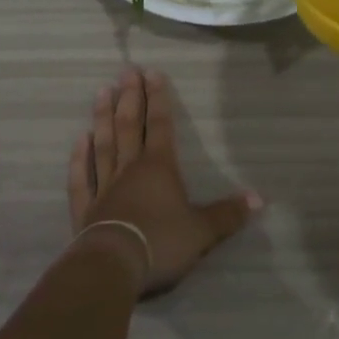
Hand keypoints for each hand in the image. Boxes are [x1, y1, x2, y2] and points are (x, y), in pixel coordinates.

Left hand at [67, 66, 260, 296]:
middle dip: (130, 97)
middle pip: (129, 126)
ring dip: (102, 117)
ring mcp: (105, 187)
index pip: (160, 125)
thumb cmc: (161, 242)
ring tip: (101, 91)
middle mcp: (130, 168)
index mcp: (159, 167)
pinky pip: (82, 178)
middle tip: (127, 71)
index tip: (153, 72)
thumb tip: (259, 199)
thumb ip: (228, 214)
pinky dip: (79, 159)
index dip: (158, 98)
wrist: (114, 267)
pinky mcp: (85, 209)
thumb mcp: (202, 231)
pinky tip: (79, 140)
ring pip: (104, 144)